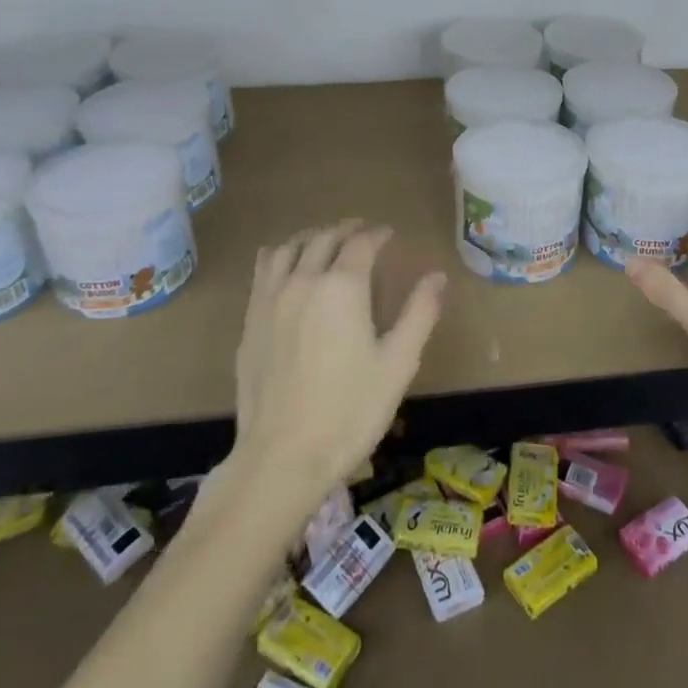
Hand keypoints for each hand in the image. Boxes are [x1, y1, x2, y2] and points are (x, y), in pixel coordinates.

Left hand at [232, 220, 445, 499]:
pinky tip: (286, 267)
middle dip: (347, 229)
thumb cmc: (350, 411)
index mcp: (343, 286)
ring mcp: (271, 299)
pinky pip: (263, 271)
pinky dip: (280, 256)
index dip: (378, 233)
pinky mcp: (250, 321)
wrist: (282, 458)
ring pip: (289, 248)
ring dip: (312, 238)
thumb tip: (437, 276)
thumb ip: (419, 313)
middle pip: (324, 238)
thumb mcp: (398, 363)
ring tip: (325, 242)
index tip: (389, 234)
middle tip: (363, 232)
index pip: (361, 243)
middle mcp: (304, 281)